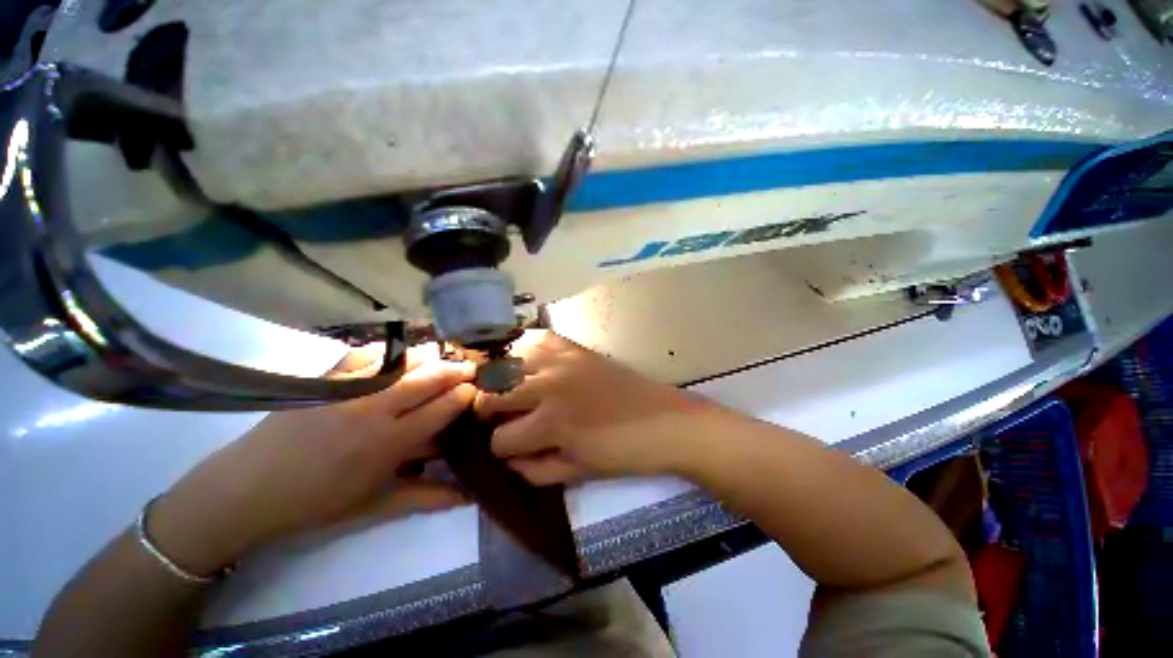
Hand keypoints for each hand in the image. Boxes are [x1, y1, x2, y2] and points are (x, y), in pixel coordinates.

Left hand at [150, 345, 475, 575]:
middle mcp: (375, 409)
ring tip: (440, 360)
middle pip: (430, 377)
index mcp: (390, 442)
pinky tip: (398, 355)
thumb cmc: (316, 503)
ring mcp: (348, 389)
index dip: (465, 394)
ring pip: (403, 360)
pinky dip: (389, 351)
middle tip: (470, 368)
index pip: (443, 406)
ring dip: (429, 357)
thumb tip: (470, 496)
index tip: (475, 391)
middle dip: (456, 369)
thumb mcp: (375, 505)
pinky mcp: (325, 379)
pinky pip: (366, 354)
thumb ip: (426, 498)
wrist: (246, 490)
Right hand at [474, 330, 716, 484]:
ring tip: (507, 388)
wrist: (666, 421)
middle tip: (499, 416)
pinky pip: (536, 338)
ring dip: (499, 378)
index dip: (499, 449)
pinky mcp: (575, 347)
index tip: (507, 447)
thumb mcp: (578, 472)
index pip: (500, 439)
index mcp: (552, 423)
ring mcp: (562, 360)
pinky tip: (525, 360)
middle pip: (492, 394)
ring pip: (506, 362)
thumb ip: (535, 469)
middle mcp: (549, 386)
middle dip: (488, 410)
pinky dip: (522, 348)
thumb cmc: (624, 452)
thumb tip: (506, 460)